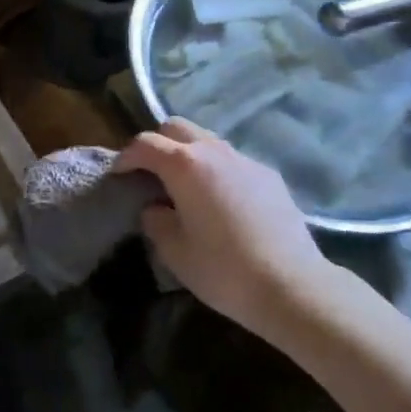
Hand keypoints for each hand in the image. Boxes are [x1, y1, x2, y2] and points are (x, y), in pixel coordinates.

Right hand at [114, 118, 331, 335]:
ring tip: (184, 186)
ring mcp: (245, 159)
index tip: (119, 175)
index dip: (126, 157)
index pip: (145, 144)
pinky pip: (232, 160)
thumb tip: (155, 208)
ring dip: (188, 153)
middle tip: (149, 173)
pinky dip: (216, 169)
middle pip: (176, 127)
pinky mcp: (268, 175)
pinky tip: (221, 201)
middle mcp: (214, 151)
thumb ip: (156, 222)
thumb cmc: (223, 270)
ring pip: (207, 140)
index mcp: (184, 165)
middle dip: (157, 143)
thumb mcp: (175, 252)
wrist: (291, 284)